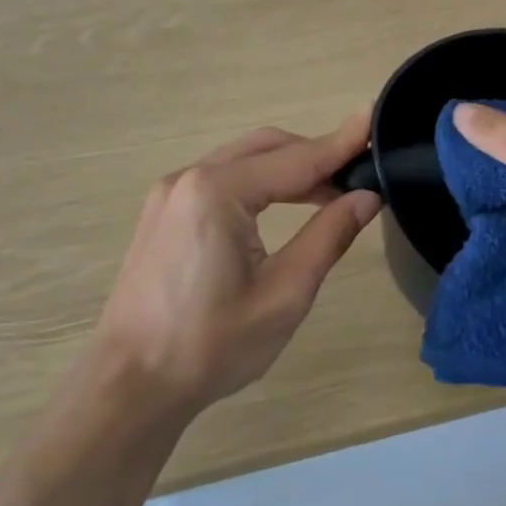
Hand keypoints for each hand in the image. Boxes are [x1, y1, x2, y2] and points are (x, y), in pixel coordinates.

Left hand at [86, 116, 380, 413]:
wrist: (130, 385)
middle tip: (359, 175)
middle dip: (316, 155)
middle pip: (267, 148)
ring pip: (243, 161)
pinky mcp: (163, 214)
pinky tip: (282, 208)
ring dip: (288, 170)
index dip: (342, 143)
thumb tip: (366, 197)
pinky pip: (221, 180)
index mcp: (218, 192)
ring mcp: (170, 194)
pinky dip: (259, 184)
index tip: (376, 119)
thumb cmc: (210, 345)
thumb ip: (328, 237)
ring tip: (331, 195)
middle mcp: (189, 178)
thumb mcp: (284, 295)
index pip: (297, 159)